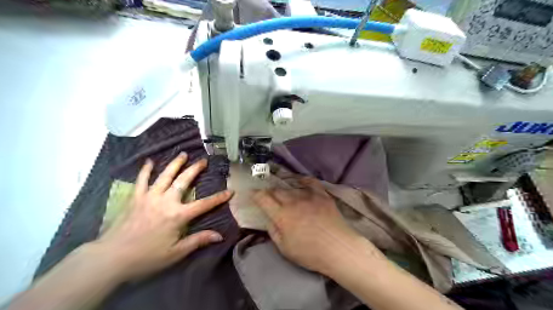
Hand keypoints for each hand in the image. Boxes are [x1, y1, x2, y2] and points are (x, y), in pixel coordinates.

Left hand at [95, 154, 232, 281]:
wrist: (111, 258)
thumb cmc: (147, 257)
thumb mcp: (176, 253)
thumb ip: (198, 240)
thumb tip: (219, 236)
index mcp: (178, 215)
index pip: (204, 204)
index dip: (219, 198)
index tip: (230, 191)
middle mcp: (166, 201)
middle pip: (184, 181)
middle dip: (195, 169)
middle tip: (203, 160)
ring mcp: (149, 197)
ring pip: (165, 176)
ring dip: (175, 164)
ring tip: (183, 154)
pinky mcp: (135, 198)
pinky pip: (141, 180)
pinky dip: (145, 170)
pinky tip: (149, 161)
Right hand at [252, 177, 356, 273]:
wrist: (338, 248)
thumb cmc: (310, 253)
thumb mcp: (284, 248)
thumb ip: (274, 231)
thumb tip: (269, 220)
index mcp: (281, 215)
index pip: (263, 199)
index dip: (256, 194)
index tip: (253, 193)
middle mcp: (293, 201)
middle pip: (276, 191)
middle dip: (269, 192)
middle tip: (269, 197)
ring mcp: (308, 196)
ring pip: (291, 187)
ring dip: (285, 190)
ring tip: (284, 193)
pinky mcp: (322, 195)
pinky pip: (310, 182)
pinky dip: (303, 180)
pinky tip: (300, 181)